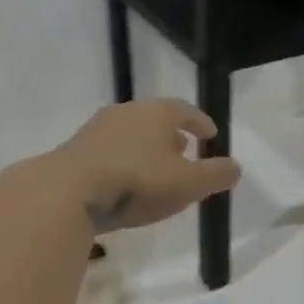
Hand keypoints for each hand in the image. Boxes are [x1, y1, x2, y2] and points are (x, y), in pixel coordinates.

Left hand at [50, 99, 240, 232]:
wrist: (67, 193)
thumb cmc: (137, 181)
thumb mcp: (188, 184)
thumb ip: (215, 175)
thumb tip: (236, 167)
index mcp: (156, 112)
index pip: (185, 110)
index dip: (200, 121)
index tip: (210, 134)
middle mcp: (126, 112)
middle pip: (155, 118)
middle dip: (172, 134)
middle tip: (185, 150)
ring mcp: (97, 129)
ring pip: (131, 133)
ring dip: (146, 147)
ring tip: (156, 168)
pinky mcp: (75, 150)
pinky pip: (110, 150)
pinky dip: (124, 159)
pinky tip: (125, 181)